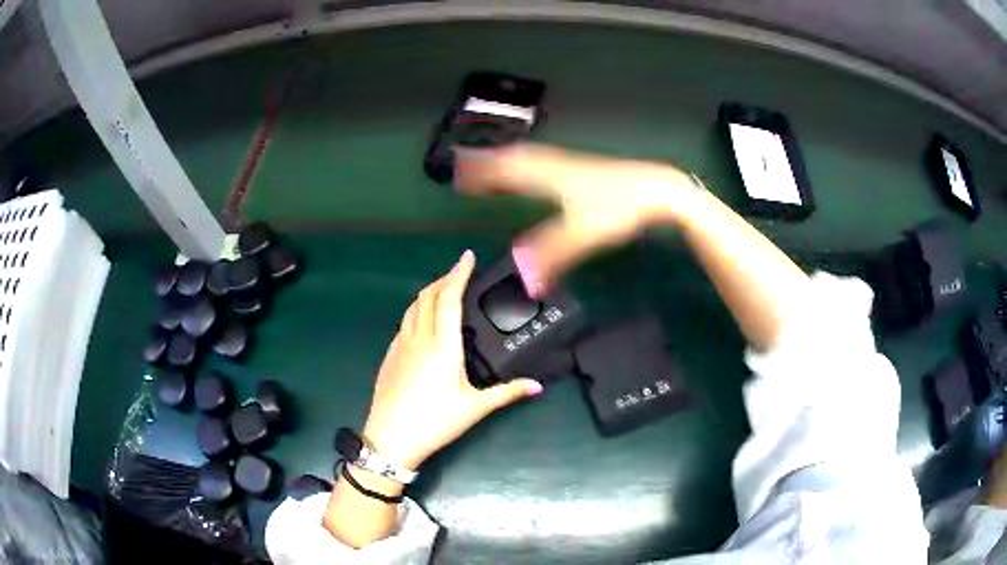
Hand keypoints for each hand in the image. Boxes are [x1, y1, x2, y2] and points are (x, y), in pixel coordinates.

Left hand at [361, 250, 542, 469]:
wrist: (391, 437)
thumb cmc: (435, 421)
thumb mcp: (475, 408)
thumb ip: (507, 393)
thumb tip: (537, 386)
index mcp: (442, 345)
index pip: (449, 298)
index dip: (459, 274)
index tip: (468, 257)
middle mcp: (419, 337)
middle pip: (428, 296)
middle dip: (444, 278)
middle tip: (461, 271)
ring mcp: (400, 345)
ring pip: (413, 307)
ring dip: (428, 292)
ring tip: (443, 289)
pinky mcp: (390, 355)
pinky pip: (405, 322)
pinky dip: (417, 310)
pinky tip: (424, 320)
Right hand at [455, 144, 697, 296]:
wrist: (657, 189)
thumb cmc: (621, 207)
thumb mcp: (585, 235)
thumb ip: (552, 256)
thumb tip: (523, 279)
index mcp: (548, 176)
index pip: (505, 170)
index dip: (479, 172)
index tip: (457, 175)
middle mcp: (553, 165)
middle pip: (511, 158)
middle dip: (485, 162)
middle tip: (463, 166)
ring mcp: (567, 165)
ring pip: (526, 158)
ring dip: (503, 161)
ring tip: (487, 167)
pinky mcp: (580, 170)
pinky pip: (540, 163)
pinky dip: (524, 165)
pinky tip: (530, 174)